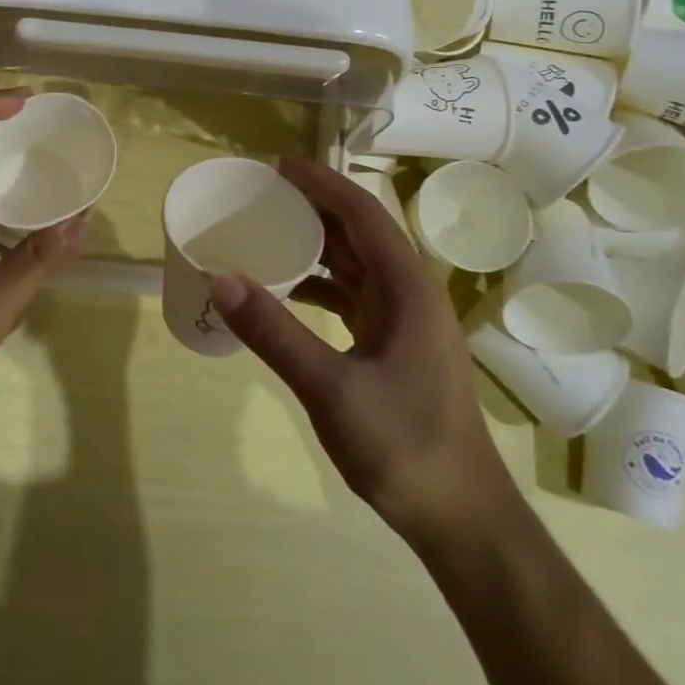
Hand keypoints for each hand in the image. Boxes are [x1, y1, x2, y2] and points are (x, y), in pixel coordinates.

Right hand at [209, 160, 516, 547]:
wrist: (462, 519)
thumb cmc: (405, 447)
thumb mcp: (331, 390)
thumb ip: (275, 334)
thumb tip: (222, 280)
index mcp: (408, 289)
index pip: (363, 215)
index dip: (323, 184)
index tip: (279, 165)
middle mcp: (411, 294)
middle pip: (360, 233)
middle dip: (315, 207)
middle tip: (263, 193)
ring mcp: (406, 322)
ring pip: (357, 264)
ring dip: (317, 244)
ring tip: (268, 230)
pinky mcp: (396, 346)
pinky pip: (354, 296)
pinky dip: (321, 284)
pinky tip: (288, 290)